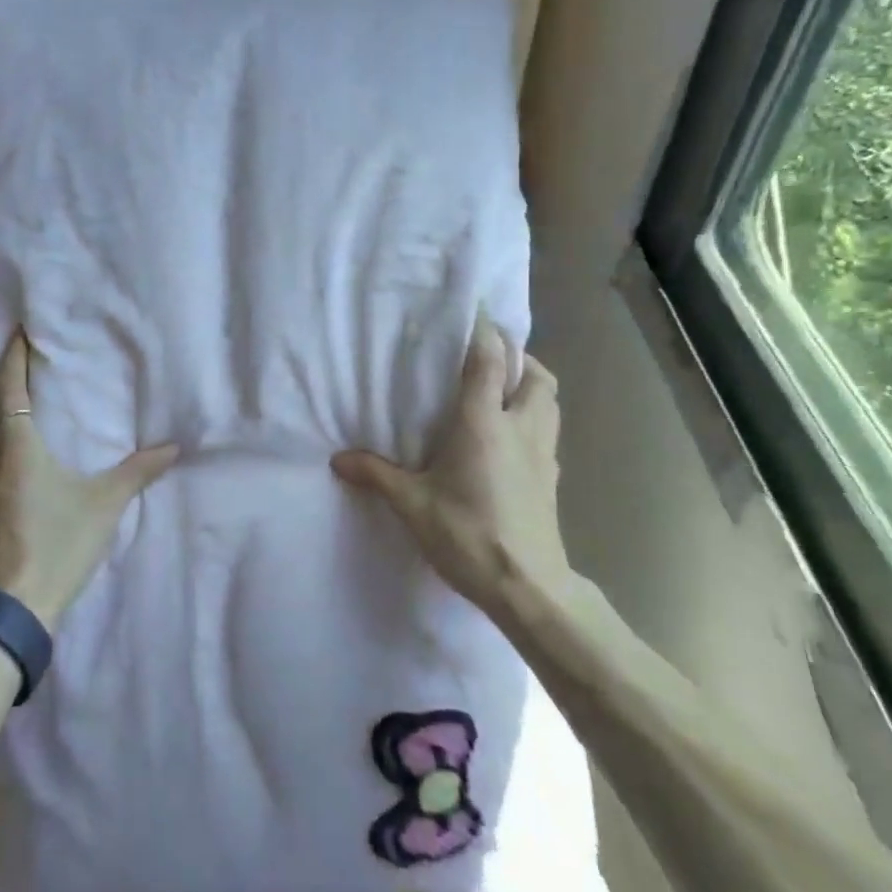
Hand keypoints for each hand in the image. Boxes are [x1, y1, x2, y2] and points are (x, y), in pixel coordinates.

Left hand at [0, 330, 178, 630]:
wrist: (13, 609)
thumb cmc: (58, 546)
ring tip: (4, 433)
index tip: (17, 334)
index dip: (12, 359)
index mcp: (16, 452)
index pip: (9, 392)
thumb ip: (137, 473)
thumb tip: (172, 447)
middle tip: (6, 395)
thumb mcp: (104, 506)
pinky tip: (5, 477)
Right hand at [332, 311, 566, 618]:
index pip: (489, 359)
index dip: (483, 327)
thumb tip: (338, 459)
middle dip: (515, 354)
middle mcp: (520, 426)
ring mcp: (544, 451)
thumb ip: (377, 475)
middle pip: (533, 371)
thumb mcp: (413, 505)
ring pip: (549, 398)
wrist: (529, 587)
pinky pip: (549, 428)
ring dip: (531, 382)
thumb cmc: (468, 535)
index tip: (474, 304)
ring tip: (502, 388)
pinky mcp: (553, 476)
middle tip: (487, 355)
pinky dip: (535, 416)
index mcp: (484, 422)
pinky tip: (512, 437)